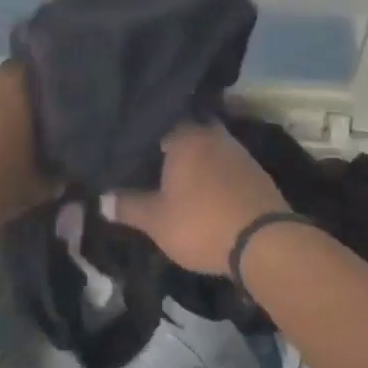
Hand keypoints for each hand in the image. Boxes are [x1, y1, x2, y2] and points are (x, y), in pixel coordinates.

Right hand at [114, 124, 287, 275]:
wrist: (266, 244)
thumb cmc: (202, 224)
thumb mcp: (156, 221)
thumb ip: (127, 206)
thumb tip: (101, 200)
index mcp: (186, 136)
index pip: (155, 122)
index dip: (138, 136)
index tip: (123, 148)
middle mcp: (213, 134)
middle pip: (183, 133)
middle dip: (166, 147)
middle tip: (145, 162)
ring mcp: (238, 152)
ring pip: (205, 148)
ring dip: (191, 160)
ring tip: (170, 176)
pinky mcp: (255, 172)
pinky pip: (223, 164)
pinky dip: (210, 173)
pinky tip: (200, 189)